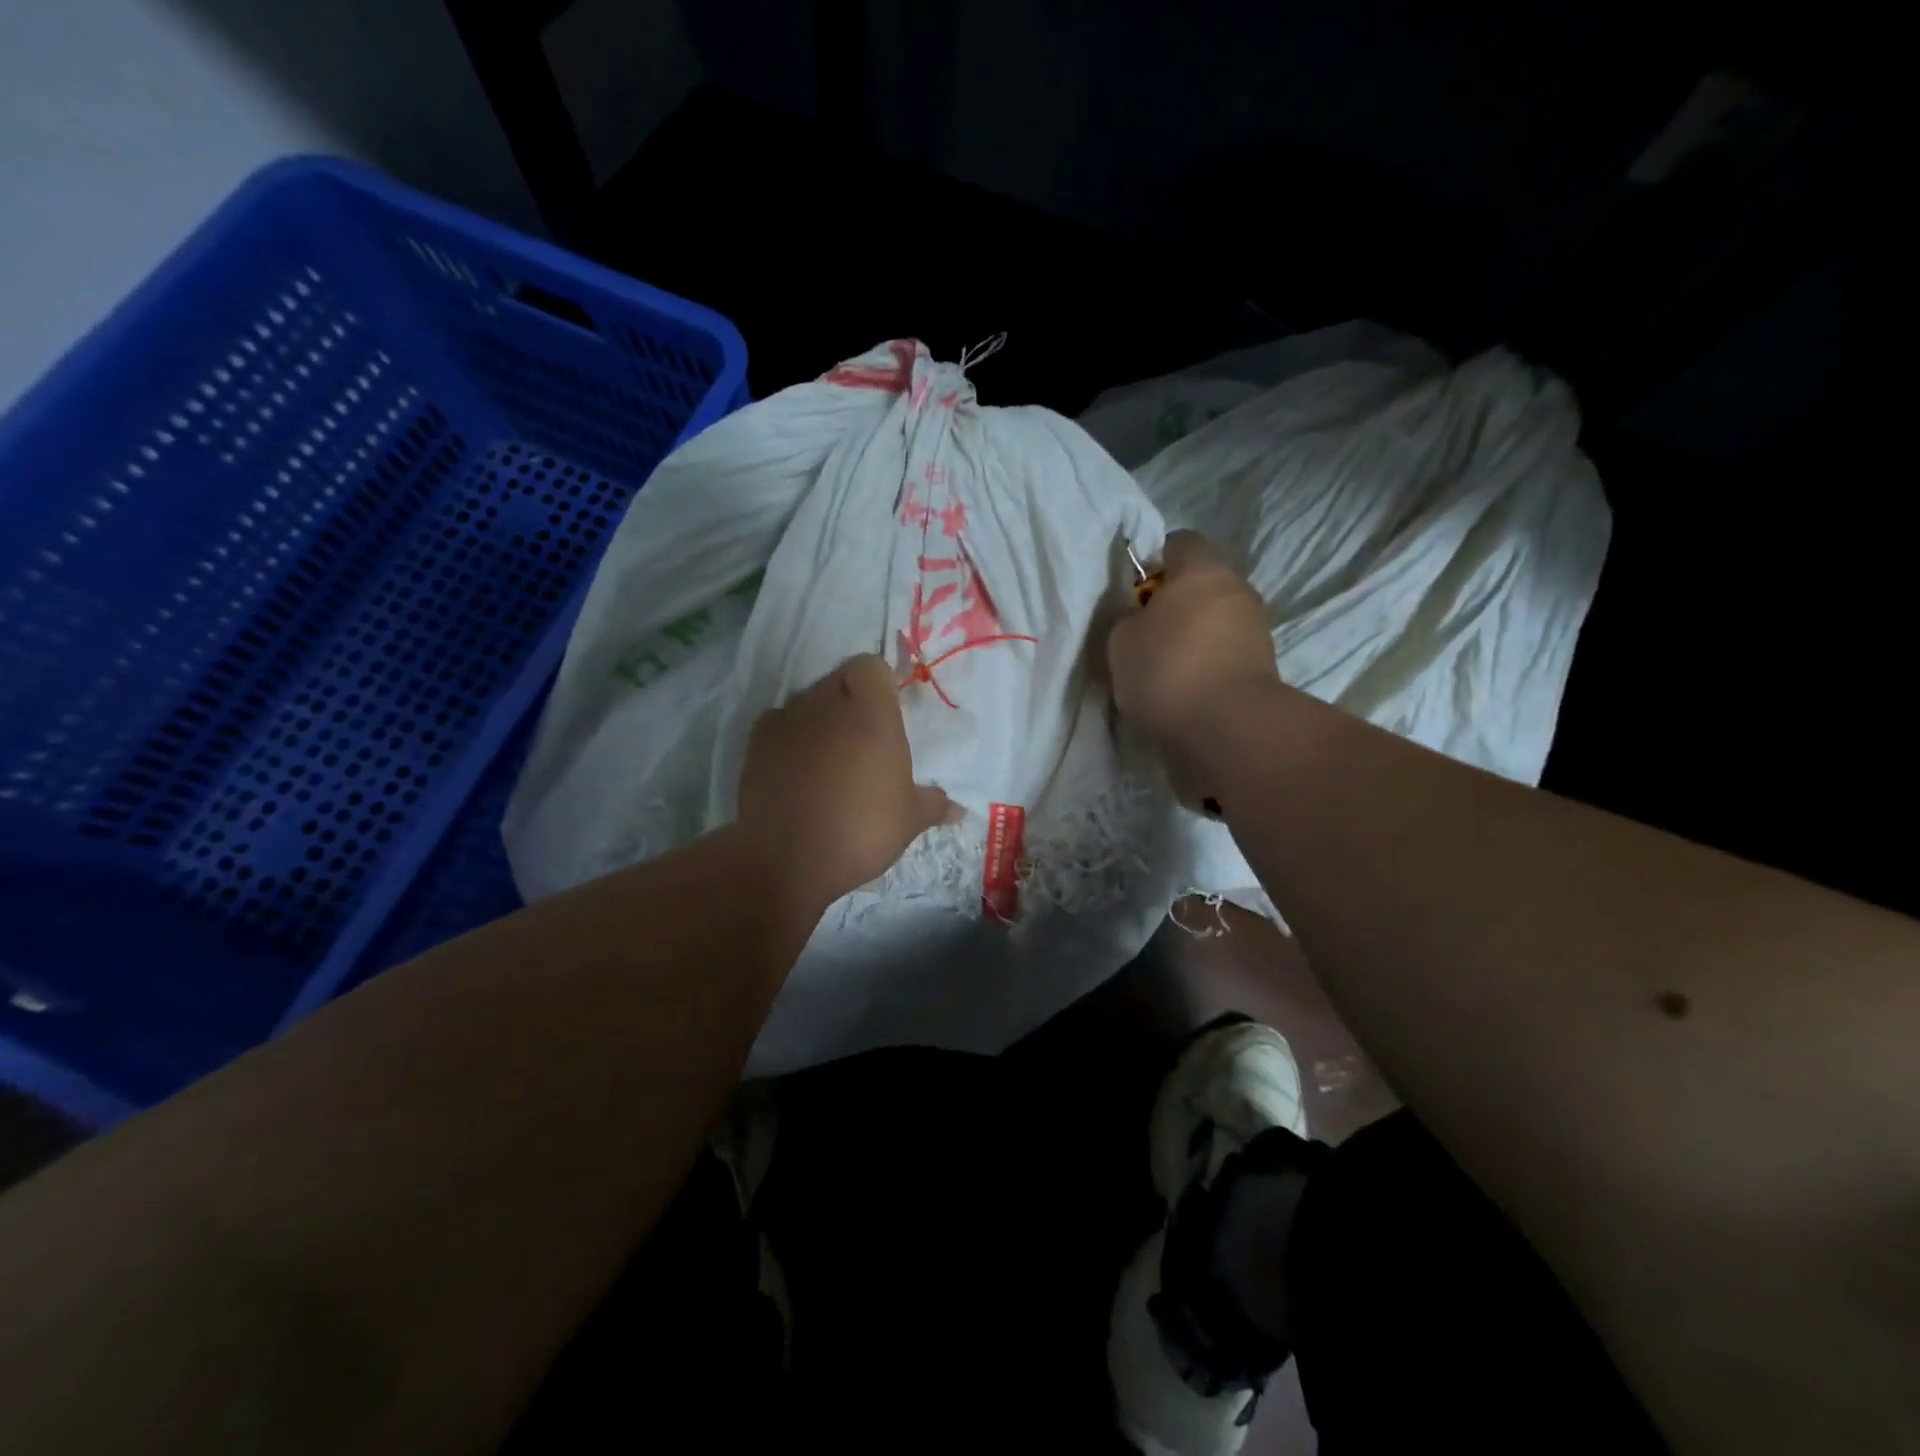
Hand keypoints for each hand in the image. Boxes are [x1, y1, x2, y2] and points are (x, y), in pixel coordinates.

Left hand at [737, 654, 956, 907]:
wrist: (786, 858)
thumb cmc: (861, 828)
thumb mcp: (910, 820)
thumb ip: (934, 804)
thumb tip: (958, 811)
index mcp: (870, 710)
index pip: (871, 666)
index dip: (879, 685)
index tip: (887, 714)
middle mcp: (826, 703)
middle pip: (839, 681)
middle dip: (850, 703)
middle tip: (863, 742)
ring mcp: (786, 719)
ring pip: (808, 703)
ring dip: (819, 721)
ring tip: (829, 761)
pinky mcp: (756, 743)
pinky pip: (779, 727)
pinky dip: (790, 740)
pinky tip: (797, 772)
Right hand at [1107, 531, 1281, 753]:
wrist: (1227, 726)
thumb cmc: (1166, 669)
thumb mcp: (1120, 640)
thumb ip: (1127, 618)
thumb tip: (1139, 616)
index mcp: (1201, 568)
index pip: (1178, 542)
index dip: (1153, 562)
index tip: (1135, 592)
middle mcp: (1236, 587)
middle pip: (1201, 582)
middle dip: (1175, 602)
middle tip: (1145, 632)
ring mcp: (1256, 626)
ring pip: (1216, 618)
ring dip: (1193, 634)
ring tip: (1164, 666)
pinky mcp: (1263, 663)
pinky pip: (1226, 650)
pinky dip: (1208, 661)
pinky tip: (1185, 687)